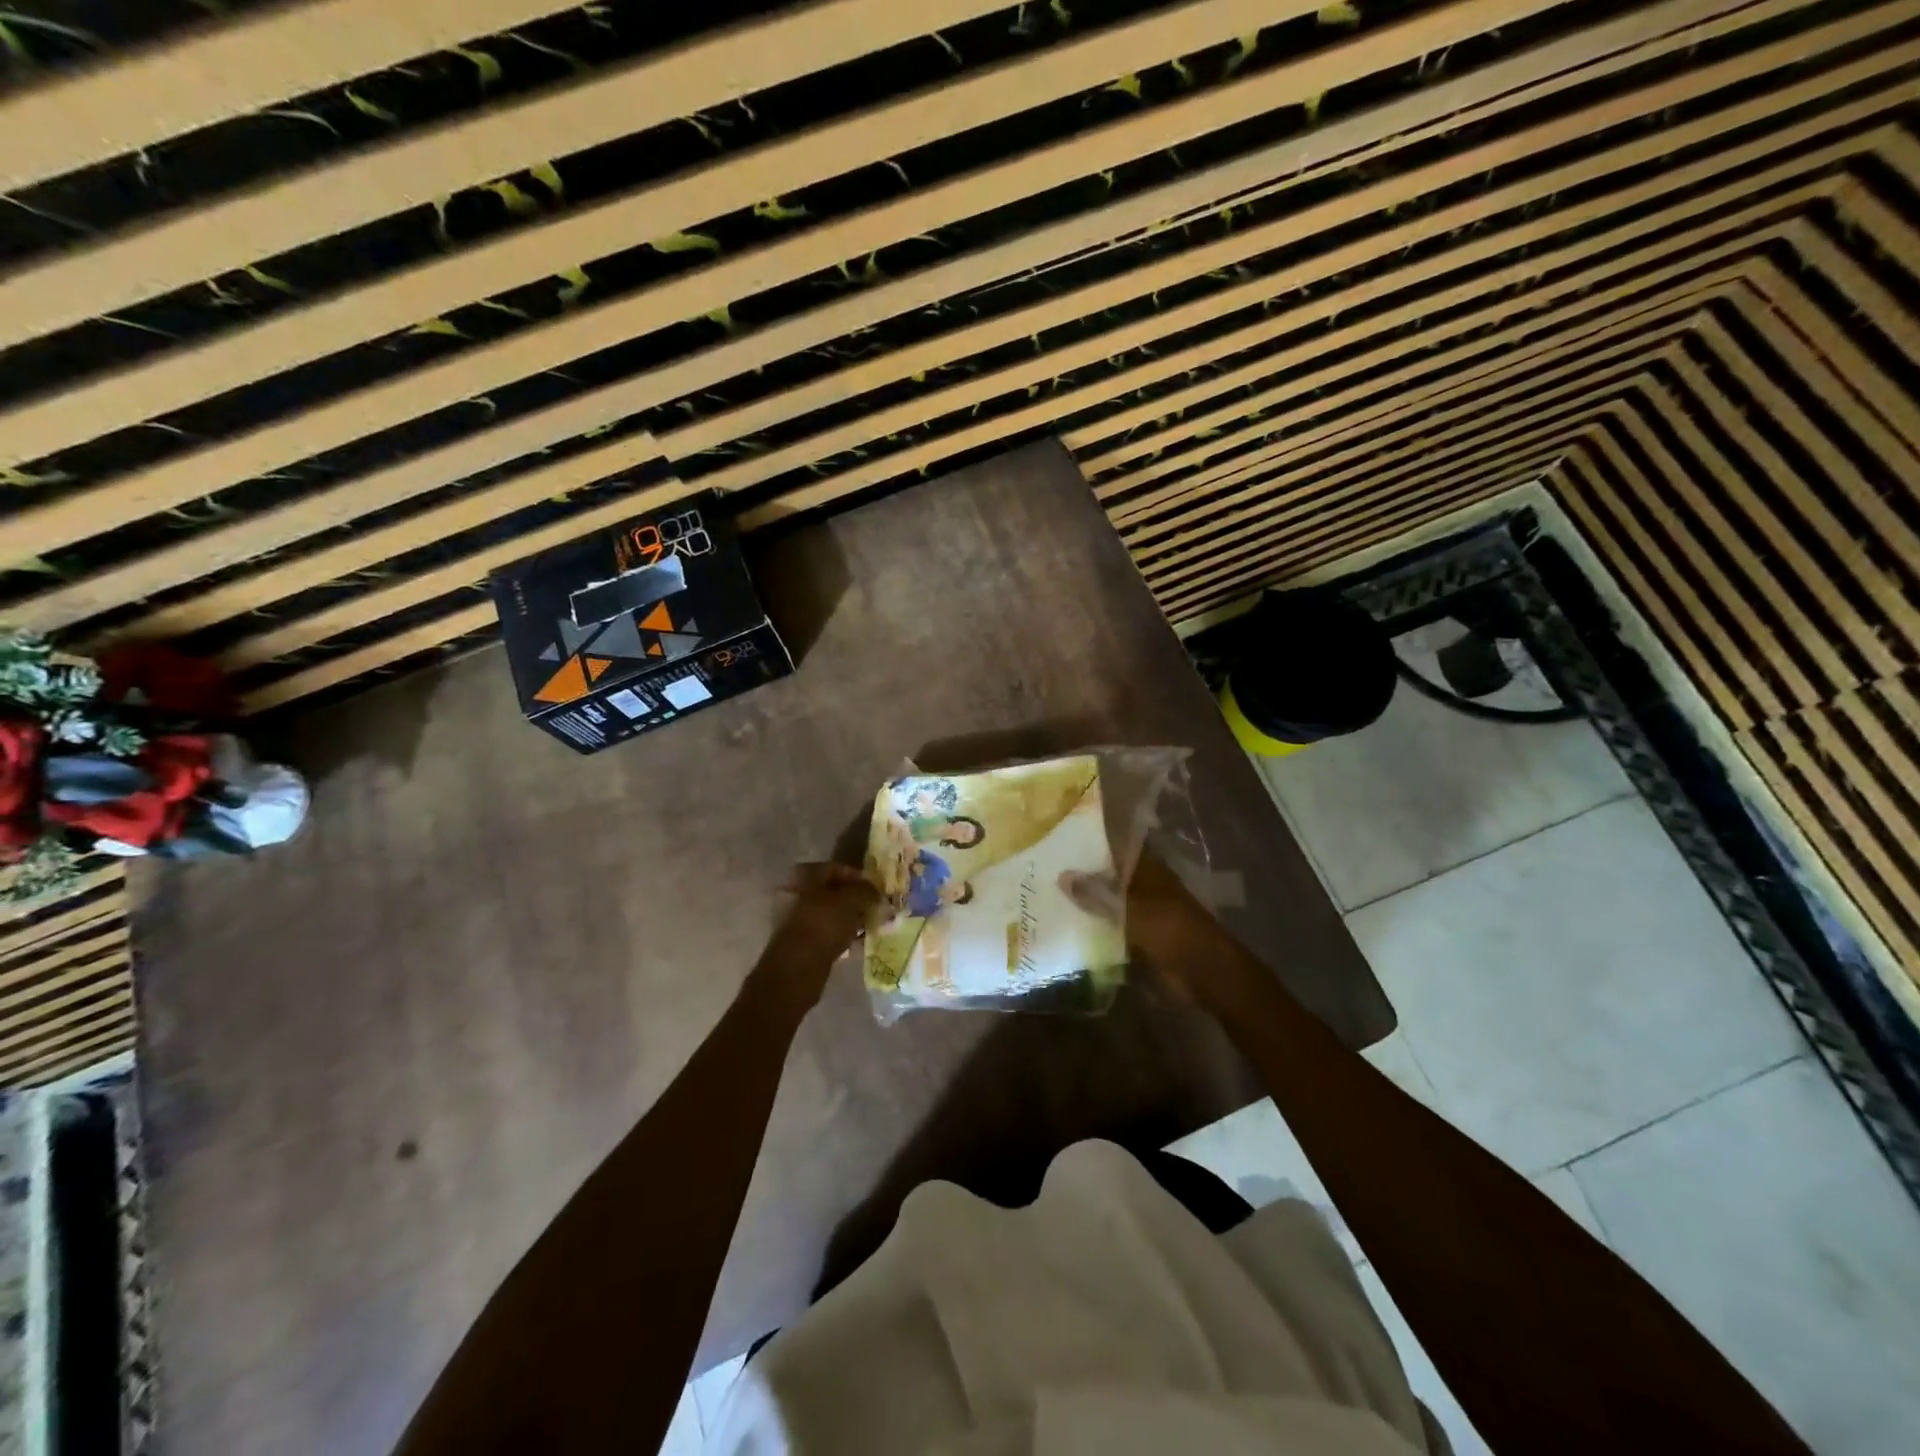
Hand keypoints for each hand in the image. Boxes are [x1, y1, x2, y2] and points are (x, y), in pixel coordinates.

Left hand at [754, 863, 877, 1009]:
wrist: (797, 968)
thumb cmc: (823, 925)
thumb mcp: (850, 900)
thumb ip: (866, 891)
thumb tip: (875, 892)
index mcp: (805, 877)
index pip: (836, 868)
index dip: (858, 876)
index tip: (876, 889)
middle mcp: (798, 893)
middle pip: (833, 891)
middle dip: (856, 898)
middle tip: (875, 907)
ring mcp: (798, 919)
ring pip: (831, 912)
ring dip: (851, 917)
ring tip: (871, 924)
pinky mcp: (803, 941)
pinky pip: (828, 931)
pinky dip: (843, 933)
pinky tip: (858, 940)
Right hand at [1061, 852, 1238, 1007]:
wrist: (1202, 973)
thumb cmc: (1171, 930)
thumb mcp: (1130, 909)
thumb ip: (1097, 893)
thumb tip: (1063, 875)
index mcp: (1146, 870)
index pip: (1115, 848)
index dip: (1091, 843)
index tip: (1058, 838)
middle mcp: (1142, 887)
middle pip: (1108, 876)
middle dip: (1081, 875)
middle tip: (1042, 870)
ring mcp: (1140, 913)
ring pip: (1106, 903)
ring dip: (1084, 903)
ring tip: (1045, 897)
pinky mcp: (1137, 939)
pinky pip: (1108, 929)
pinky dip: (1091, 929)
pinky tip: (1064, 928)